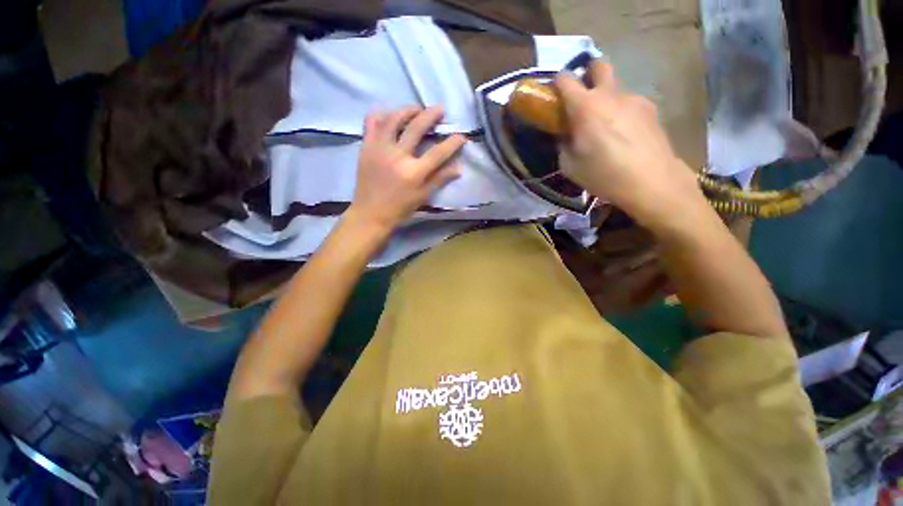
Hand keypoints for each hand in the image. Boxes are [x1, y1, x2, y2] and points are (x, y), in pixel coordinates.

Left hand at [348, 106, 465, 233]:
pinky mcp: (366, 147)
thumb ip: (440, 179)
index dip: (452, 142)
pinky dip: (381, 115)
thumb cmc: (400, 209)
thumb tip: (459, 167)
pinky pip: (371, 123)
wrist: (370, 213)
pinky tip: (389, 114)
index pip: (438, 152)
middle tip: (439, 109)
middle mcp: (398, 156)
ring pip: (394, 119)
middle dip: (431, 115)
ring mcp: (380, 149)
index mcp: (414, 172)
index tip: (461, 136)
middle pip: (417, 128)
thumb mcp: (423, 196)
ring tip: (417, 109)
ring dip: (407, 110)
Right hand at [555, 60, 705, 230]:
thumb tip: (564, 135)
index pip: (565, 78)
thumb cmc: (603, 174)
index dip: (557, 83)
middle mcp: (610, 94)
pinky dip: (621, 111)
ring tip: (605, 126)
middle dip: (587, 73)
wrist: (651, 181)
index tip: (555, 96)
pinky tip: (624, 134)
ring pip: (615, 87)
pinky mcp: (650, 108)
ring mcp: (633, 99)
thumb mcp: (570, 166)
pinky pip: (629, 103)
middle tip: (581, 97)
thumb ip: (563, 144)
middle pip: (598, 65)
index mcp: (585, 107)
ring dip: (605, 98)